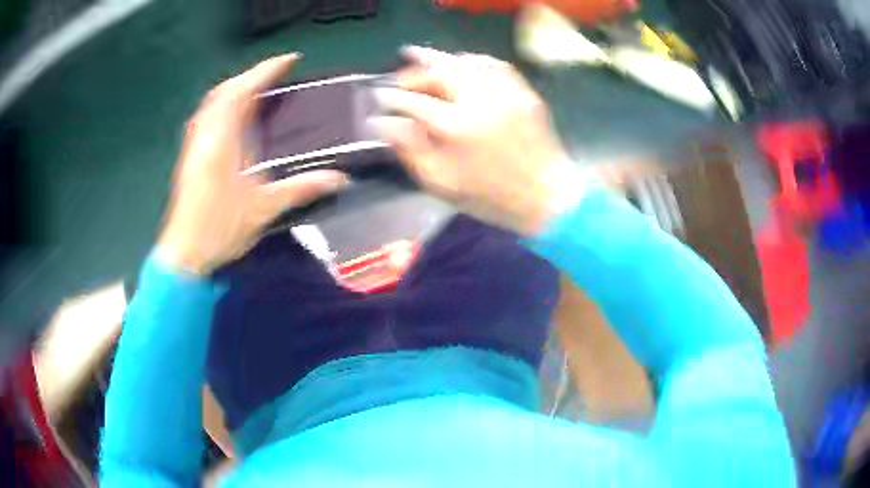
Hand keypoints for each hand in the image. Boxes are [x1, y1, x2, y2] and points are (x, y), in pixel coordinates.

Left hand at [158, 54, 348, 274]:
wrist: (184, 254)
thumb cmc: (219, 229)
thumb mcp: (264, 209)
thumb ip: (301, 189)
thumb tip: (338, 179)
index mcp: (222, 140)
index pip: (243, 91)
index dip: (267, 70)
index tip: (290, 61)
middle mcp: (205, 135)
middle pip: (225, 90)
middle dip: (251, 76)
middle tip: (275, 76)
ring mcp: (194, 144)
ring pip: (213, 103)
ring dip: (236, 89)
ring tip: (258, 91)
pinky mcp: (190, 156)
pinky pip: (207, 117)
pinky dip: (223, 106)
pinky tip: (234, 118)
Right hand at [374, 47, 584, 235]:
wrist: (546, 197)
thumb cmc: (491, 197)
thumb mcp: (441, 184)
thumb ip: (410, 150)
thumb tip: (384, 124)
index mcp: (455, 127)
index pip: (413, 102)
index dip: (392, 98)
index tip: (379, 98)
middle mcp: (479, 100)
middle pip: (438, 72)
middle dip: (413, 72)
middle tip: (400, 78)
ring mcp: (505, 92)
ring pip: (465, 62)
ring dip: (439, 59)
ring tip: (421, 59)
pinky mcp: (524, 92)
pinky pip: (495, 64)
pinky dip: (473, 60)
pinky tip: (462, 63)